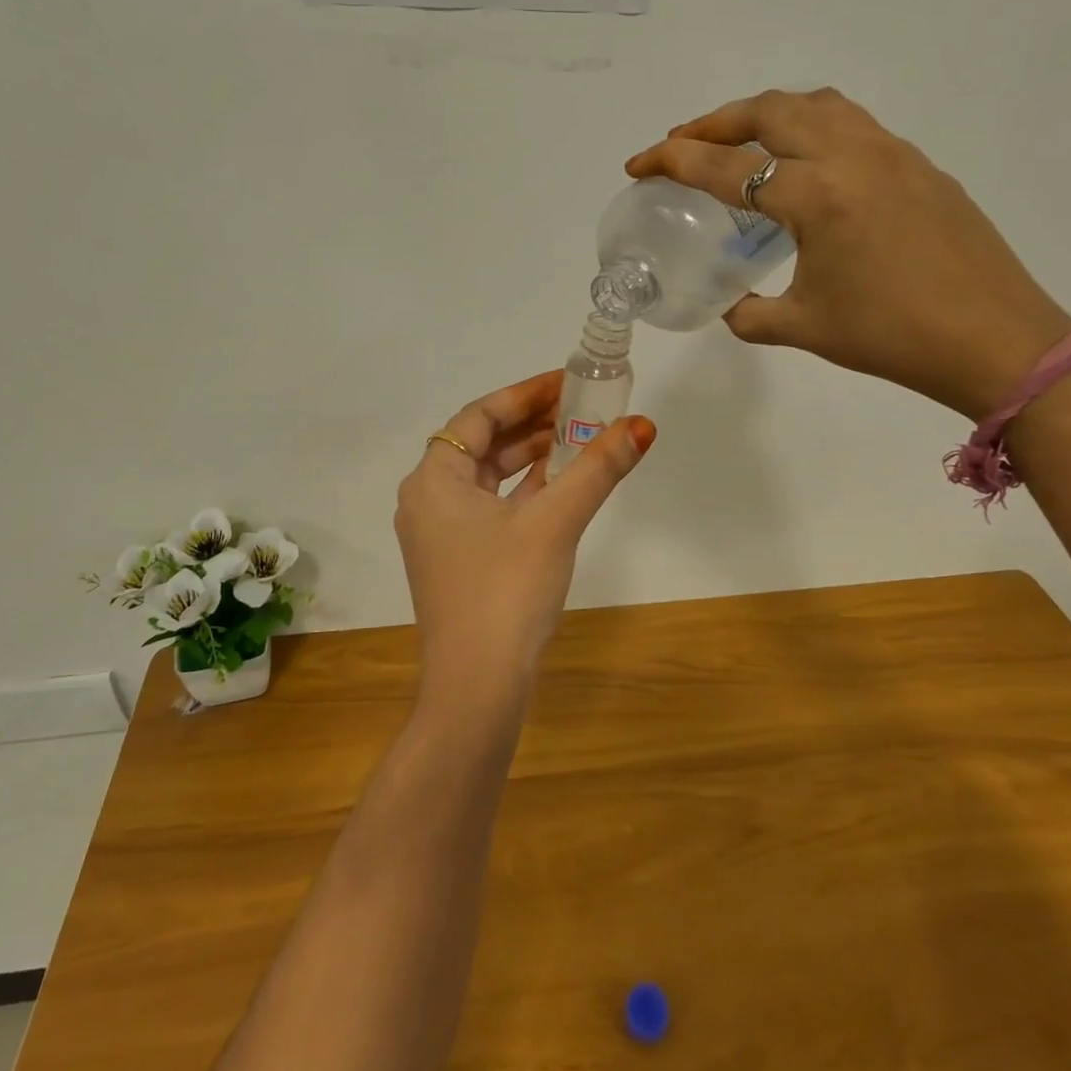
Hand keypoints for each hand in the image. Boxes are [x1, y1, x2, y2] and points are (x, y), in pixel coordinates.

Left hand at [396, 371, 654, 711]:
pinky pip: (492, 507)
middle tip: (581, 408)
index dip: (524, 394)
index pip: (479, 416)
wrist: (476, 688)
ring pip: (489, 478)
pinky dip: (524, 492)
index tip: (566, 382)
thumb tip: (642, 425)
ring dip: (531, 457)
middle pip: (482, 444)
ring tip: (579, 439)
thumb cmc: (506, 591)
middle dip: (532, 424)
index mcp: (434, 479)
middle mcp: (428, 500)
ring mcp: (441, 534)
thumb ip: (598, 468)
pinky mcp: (459, 560)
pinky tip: (561, 485)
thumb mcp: (555, 521)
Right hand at [626, 88, 1070, 420]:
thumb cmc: (891, 337)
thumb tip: (730, 306)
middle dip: (714, 122)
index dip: (674, 161)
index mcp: (816, 197)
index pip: (728, 168)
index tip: (640, 163)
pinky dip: (811, 126)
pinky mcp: (918, 163)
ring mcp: (891, 153)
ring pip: (815, 104)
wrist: (994, 339)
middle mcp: (851, 157)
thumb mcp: (805, 327)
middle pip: (769, 111)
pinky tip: (805, 163)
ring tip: (740, 141)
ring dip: (766, 113)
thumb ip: (751, 314)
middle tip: (682, 143)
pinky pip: (852, 123)